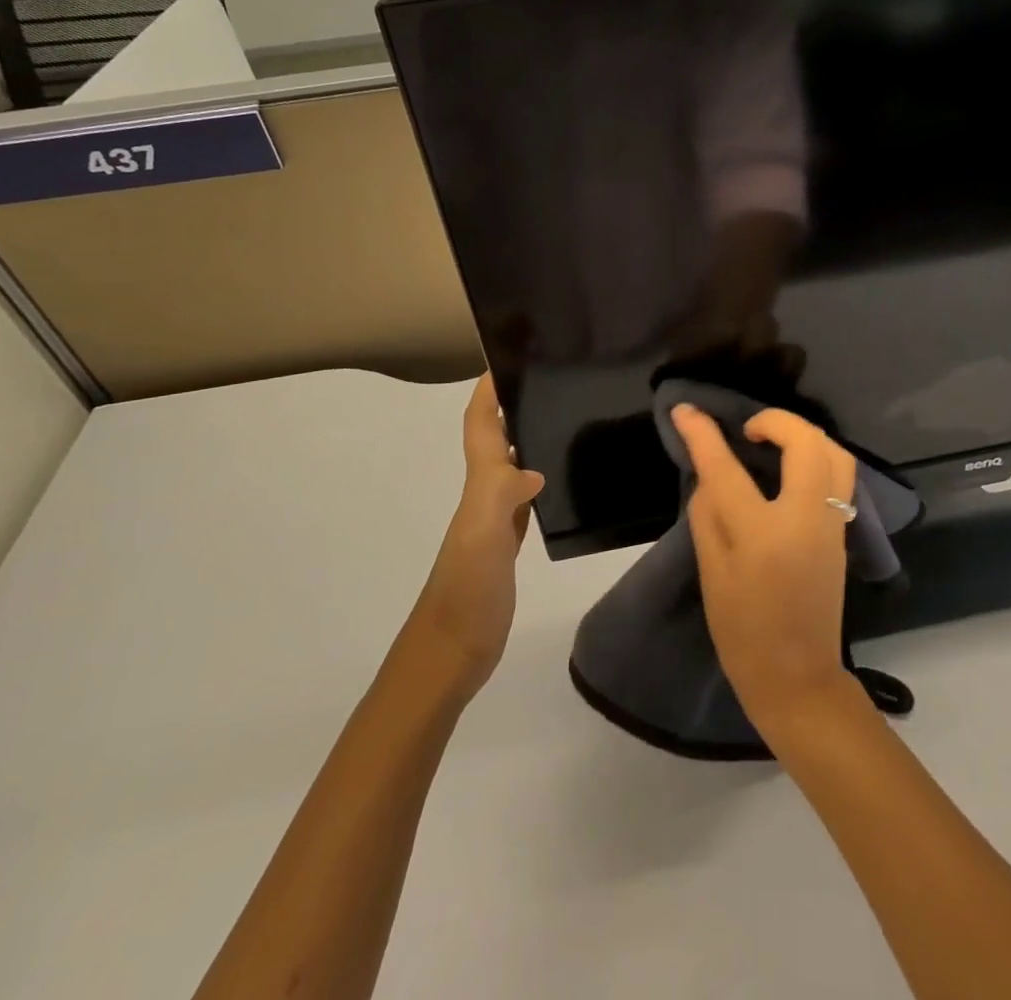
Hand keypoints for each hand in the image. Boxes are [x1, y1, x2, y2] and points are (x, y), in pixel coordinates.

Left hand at [406, 376, 545, 694]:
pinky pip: (524, 496)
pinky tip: (556, 477)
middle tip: (546, 378)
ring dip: (523, 437)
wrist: (451, 653)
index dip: (487, 392)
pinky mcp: (508, 543)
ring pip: (509, 464)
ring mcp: (496, 520)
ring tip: (559, 414)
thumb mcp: (482, 539)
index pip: (480, 426)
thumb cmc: (466, 593)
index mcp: (479, 487)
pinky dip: (536, 476)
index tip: (505, 358)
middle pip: (493, 438)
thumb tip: (533, 468)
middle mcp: (484, 495)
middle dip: (509, 404)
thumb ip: (502, 497)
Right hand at [669, 404, 859, 731]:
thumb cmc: (743, 634)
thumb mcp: (712, 575)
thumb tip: (711, 475)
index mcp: (762, 534)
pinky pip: (839, 476)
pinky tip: (792, 467)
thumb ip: (709, 515)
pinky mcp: (842, 533)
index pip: (727, 469)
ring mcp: (831, 525)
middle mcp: (805, 519)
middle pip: (805, 443)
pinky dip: (817, 456)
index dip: (702, 434)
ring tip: (773, 442)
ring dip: (804, 434)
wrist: (799, 679)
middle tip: (747, 429)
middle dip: (776, 420)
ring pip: (836, 453)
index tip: (685, 410)